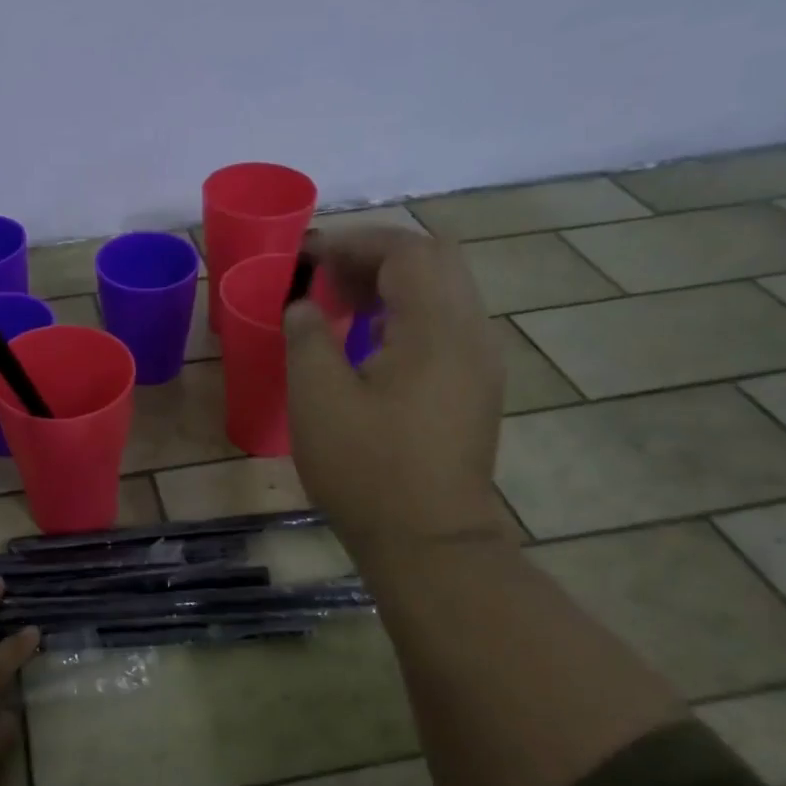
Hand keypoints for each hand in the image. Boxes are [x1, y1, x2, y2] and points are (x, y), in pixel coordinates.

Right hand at [285, 226, 510, 552]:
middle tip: (327, 276)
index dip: (353, 243)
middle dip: (377, 256)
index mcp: (437, 329)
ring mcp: (481, 362)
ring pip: (445, 291)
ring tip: (342, 304)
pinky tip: (371, 342)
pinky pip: (447, 324)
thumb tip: (305, 305)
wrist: (429, 542)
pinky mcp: (476, 388)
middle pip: (435, 261)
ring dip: (394, 284)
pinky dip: (409, 313)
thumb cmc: (367, 469)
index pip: (406, 251)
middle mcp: (472, 333)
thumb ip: (308, 337)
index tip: (307, 257)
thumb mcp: (318, 399)